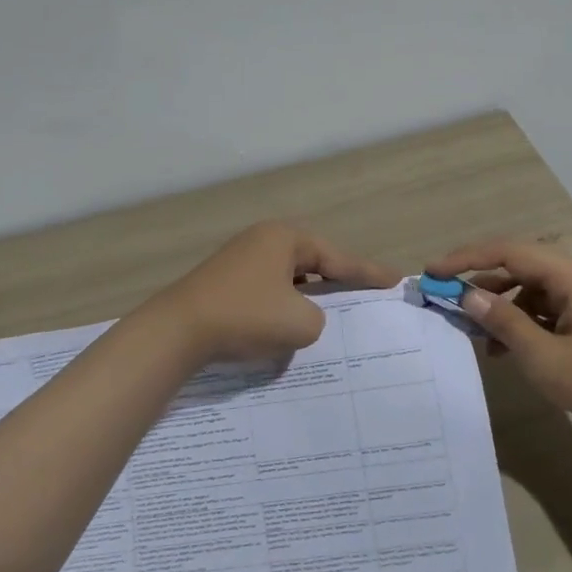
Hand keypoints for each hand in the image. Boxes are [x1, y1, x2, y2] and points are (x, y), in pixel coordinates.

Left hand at [150, 222, 399, 364]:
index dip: (368, 273)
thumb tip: (305, 318)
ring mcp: (239, 261)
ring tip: (331, 317)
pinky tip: (289, 327)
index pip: (337, 257)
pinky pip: (267, 291)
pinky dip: (283, 306)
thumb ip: (319, 318)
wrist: (177, 333)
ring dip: (308, 298)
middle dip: (337, 283)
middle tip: (365, 297)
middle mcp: (262, 241)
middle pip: (313, 262)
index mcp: (284, 238)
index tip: (395, 280)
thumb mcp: (301, 323)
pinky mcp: (224, 284)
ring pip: (289, 279)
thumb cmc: (246, 317)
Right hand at [425, 239, 571, 434]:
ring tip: (475, 332)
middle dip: (480, 282)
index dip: (467, 259)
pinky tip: (507, 349)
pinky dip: (522, 322)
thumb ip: (504, 322)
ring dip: (501, 306)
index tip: (434, 272)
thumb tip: (467, 296)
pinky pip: (546, 309)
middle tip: (448, 298)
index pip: (508, 252)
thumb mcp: (544, 357)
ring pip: (531, 289)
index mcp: (569, 277)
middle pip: (518, 266)